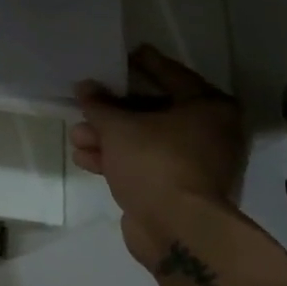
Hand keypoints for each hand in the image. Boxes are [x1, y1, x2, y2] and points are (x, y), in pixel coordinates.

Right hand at [71, 46, 247, 267]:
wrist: (176, 230)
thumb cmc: (155, 162)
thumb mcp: (119, 127)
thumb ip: (100, 105)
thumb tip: (85, 87)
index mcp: (209, 108)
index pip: (171, 74)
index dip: (143, 64)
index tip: (122, 55)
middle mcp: (209, 133)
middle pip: (154, 111)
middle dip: (114, 110)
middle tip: (87, 100)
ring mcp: (193, 163)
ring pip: (144, 140)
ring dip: (108, 137)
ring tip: (76, 134)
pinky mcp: (176, 189)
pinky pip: (143, 164)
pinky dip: (116, 159)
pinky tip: (84, 158)